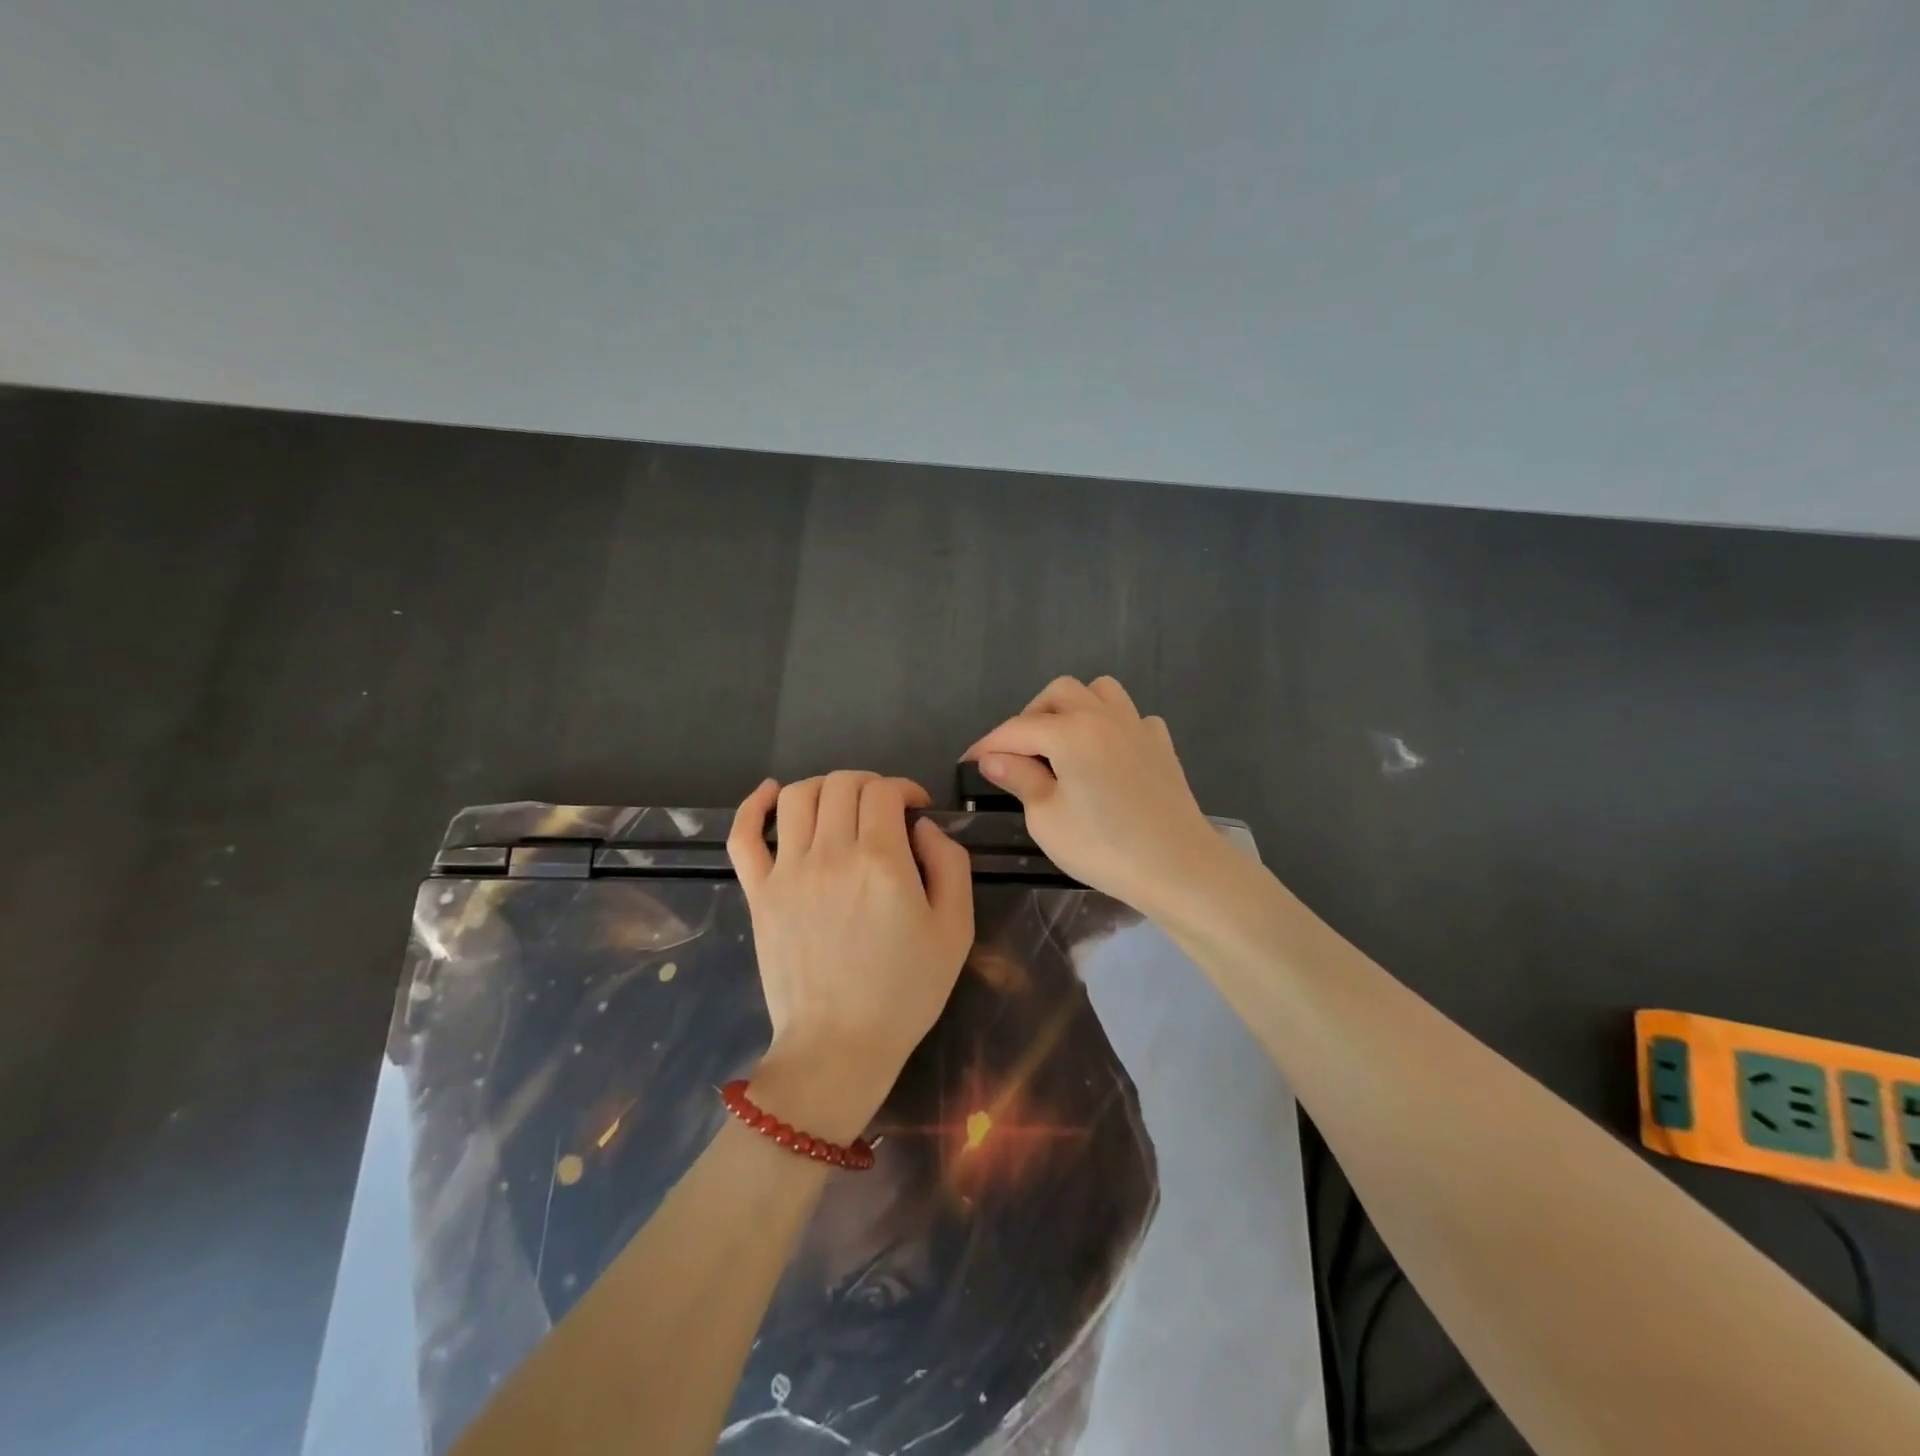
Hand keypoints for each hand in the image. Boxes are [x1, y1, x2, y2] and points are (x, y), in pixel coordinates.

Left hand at [727, 772, 973, 1142]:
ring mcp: (787, 872)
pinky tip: (771, 794)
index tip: (916, 808)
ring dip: (824, 787)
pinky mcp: (759, 893)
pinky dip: (753, 805)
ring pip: (797, 796)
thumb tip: (922, 826)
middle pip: (842, 785)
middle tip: (884, 809)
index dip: (905, 788)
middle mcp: (831, 854)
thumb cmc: (905, 992)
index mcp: (881, 862)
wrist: (839, 1046)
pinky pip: (743, 835)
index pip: (884, 791)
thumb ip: (950, 864)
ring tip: (840, 805)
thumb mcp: (955, 929)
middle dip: (870, 784)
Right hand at [963, 675, 1227, 916]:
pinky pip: (1131, 717)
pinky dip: (1112, 726)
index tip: (968, 762)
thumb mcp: (1047, 818)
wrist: (1178, 866)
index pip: (1017, 729)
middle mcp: (1104, 716)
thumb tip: (993, 757)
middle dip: (1031, 716)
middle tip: (1019, 753)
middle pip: (1059, 693)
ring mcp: (1138, 726)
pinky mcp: (1161, 745)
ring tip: (1063, 743)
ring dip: (1074, 708)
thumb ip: (1019, 778)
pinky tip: (1107, 755)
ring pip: (1100, 692)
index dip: (988, 744)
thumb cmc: (1104, 846)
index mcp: (1071, 731)